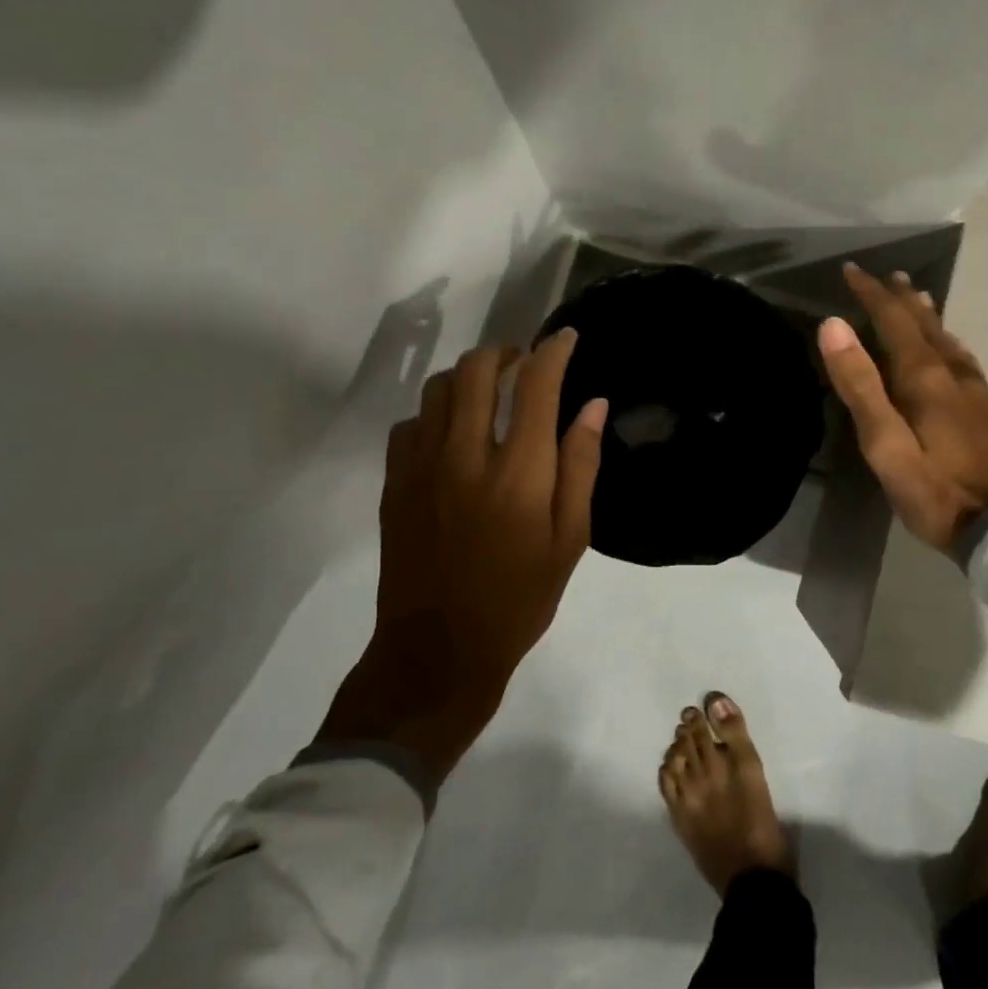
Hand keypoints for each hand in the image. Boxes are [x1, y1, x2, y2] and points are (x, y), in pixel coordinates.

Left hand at [316, 329, 606, 779]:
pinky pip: (410, 424)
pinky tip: (451, 435)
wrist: (439, 650)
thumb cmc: (519, 600)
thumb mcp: (570, 540)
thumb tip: (592, 405)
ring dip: (469, 377)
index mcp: (519, 472)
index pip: (535, 384)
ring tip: (490, 393)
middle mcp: (466, 455)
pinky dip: (435, 413)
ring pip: (439, 388)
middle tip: (525, 364)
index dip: (553, 351)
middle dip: (506, 352)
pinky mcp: (395, 483)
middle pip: (477, 369)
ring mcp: (422, 467)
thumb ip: (581, 466)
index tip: (566, 338)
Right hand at [817, 264, 987, 551]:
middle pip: (924, 324)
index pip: (893, 321)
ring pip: (946, 339)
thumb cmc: (936, 490)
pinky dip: (946, 340)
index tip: (851, 270)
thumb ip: (860, 385)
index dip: (871, 294)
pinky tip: (949, 348)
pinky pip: (961, 358)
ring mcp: (974, 392)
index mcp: (925, 377)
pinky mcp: (986, 411)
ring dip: (926, 315)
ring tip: (916, 296)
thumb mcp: (885, 444)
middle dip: (900, 298)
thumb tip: (834, 325)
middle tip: (887, 275)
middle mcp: (952, 373)